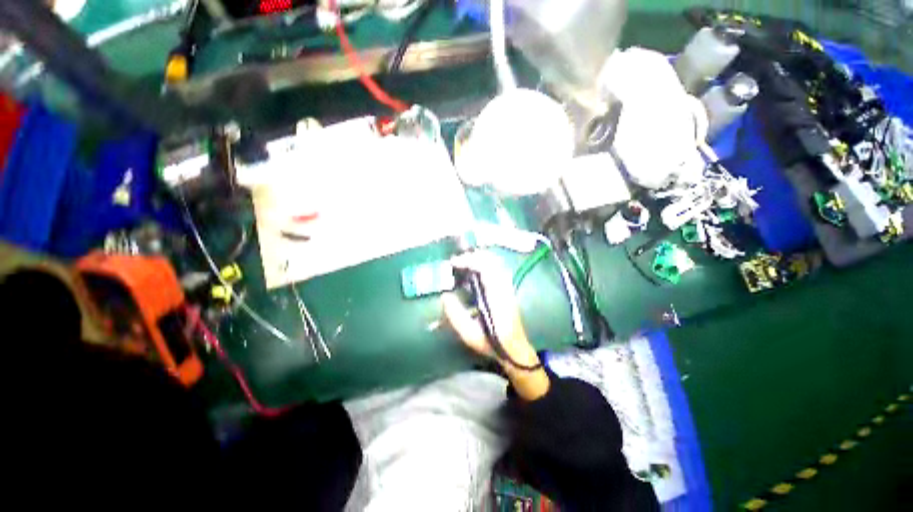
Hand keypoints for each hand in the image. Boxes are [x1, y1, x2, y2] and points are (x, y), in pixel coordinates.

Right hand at [442, 252, 548, 399]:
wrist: (514, 349)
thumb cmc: (491, 342)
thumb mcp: (469, 334)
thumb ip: (455, 314)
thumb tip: (445, 295)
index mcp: (496, 296)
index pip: (484, 267)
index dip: (468, 260)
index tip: (453, 262)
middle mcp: (504, 287)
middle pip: (491, 260)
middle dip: (472, 256)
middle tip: (456, 261)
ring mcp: (507, 286)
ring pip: (495, 262)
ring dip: (478, 258)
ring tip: (463, 262)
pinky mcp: (507, 288)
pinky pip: (497, 268)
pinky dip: (484, 263)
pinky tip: (475, 269)